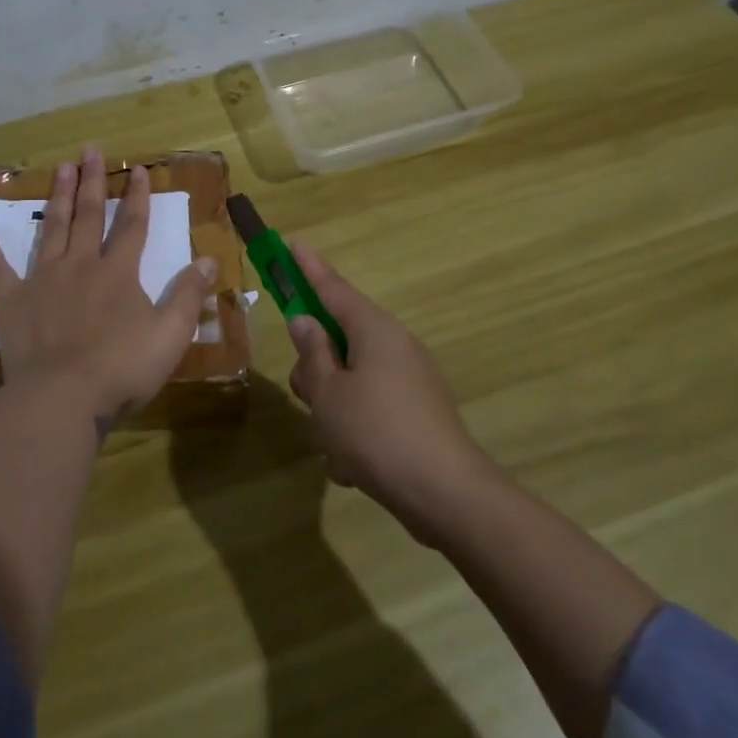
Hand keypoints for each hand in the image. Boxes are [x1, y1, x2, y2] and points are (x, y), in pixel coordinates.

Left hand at [0, 148, 216, 428]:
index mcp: (118, 273)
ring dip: (56, 198)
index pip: (131, 225)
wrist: (62, 398)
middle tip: (89, 150)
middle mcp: (80, 266)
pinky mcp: (12, 303)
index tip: (138, 169)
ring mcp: (42, 281)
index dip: (137, 196)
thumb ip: (189, 295)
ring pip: (51, 230)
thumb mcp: (170, 335)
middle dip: (91, 182)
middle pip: (87, 216)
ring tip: (59, 168)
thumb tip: (208, 259)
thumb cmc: (122, 369)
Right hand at [285, 243, 492, 539]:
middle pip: (338, 340)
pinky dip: (354, 432)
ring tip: (335, 447)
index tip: (292, 244)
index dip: (308, 268)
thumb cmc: (376, 433)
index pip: (333, 288)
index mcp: (374, 331)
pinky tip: (353, 467)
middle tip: (308, 398)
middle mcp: (394, 346)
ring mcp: (408, 380)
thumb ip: (312, 354)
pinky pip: (369, 409)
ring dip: (332, 409)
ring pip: (349, 380)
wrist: (446, 494)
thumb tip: (305, 321)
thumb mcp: (328, 393)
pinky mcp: (415, 412)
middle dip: (315, 370)